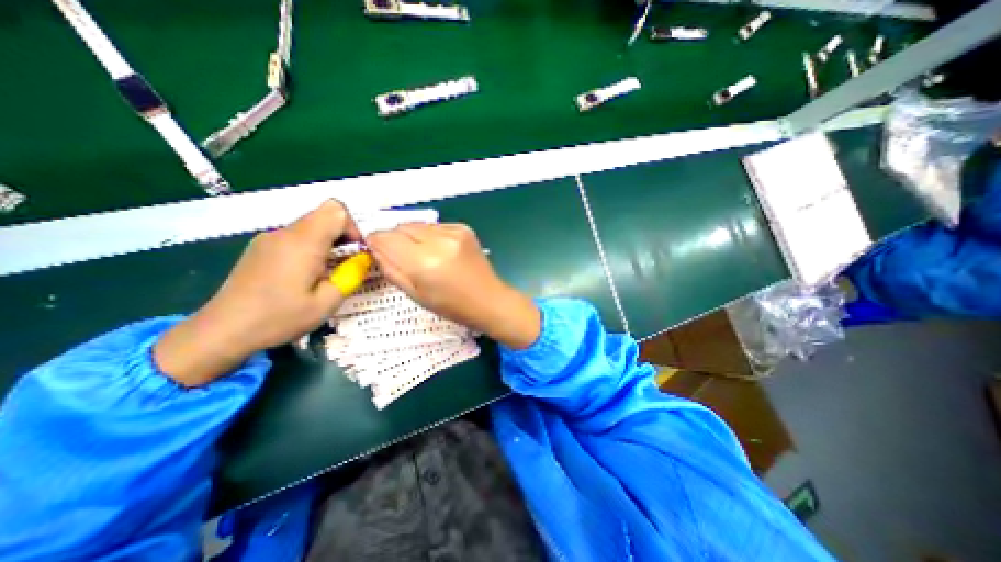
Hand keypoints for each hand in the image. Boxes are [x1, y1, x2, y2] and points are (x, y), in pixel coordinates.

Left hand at [152, 201, 363, 388]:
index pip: (336, 210)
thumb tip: (364, 258)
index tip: (357, 251)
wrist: (222, 331)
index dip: (353, 226)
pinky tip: (307, 274)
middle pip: (324, 214)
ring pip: (311, 225)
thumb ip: (351, 275)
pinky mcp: (262, 248)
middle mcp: (285, 233)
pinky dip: (312, 247)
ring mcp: (270, 239)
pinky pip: (296, 236)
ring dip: (328, 242)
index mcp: (303, 242)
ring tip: (329, 271)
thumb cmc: (279, 318)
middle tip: (348, 263)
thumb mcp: (327, 302)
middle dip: (344, 235)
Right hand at [366, 221, 539, 347]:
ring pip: (417, 224)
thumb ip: (391, 269)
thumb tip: (375, 248)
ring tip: (423, 256)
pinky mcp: (464, 228)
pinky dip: (430, 236)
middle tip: (401, 257)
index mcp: (425, 262)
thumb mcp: (415, 294)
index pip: (386, 238)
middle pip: (400, 227)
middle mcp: (439, 241)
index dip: (376, 243)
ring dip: (412, 237)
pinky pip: (434, 226)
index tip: (375, 250)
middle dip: (394, 239)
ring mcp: (454, 232)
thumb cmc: (452, 306)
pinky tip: (439, 252)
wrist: (488, 299)